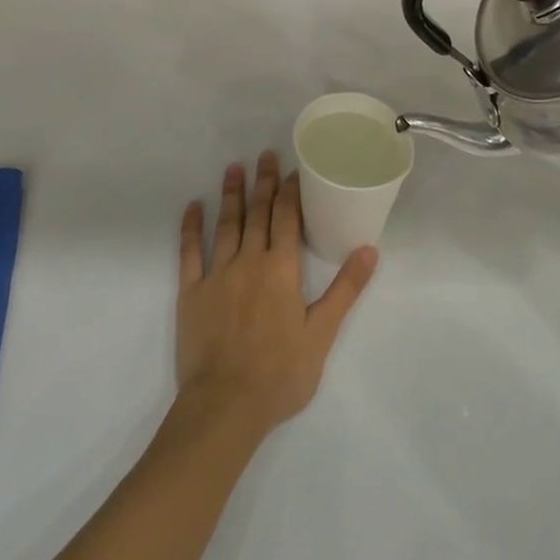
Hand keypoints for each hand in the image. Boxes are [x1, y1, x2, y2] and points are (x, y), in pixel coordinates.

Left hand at [174, 152, 376, 437]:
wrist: (225, 406)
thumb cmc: (280, 373)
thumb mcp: (322, 334)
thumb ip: (345, 289)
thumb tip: (370, 249)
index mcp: (281, 269)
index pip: (287, 218)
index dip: (291, 191)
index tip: (294, 167)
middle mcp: (249, 261)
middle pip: (258, 213)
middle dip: (264, 183)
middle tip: (265, 154)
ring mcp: (217, 274)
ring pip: (226, 224)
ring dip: (231, 195)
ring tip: (233, 167)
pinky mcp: (191, 292)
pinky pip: (189, 252)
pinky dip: (191, 227)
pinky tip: (193, 206)